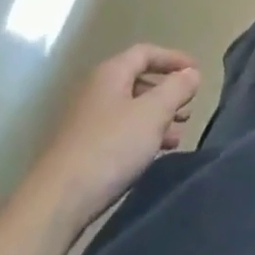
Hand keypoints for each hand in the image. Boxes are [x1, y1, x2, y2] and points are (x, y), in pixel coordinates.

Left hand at [33, 44, 201, 231]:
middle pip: (138, 81)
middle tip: (188, 110)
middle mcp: (95, 90)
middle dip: (167, 93)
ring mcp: (85, 120)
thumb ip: (176, 89)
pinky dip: (140, 137)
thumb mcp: (152, 114)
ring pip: (129, 109)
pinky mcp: (81, 149)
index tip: (197, 73)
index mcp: (110, 73)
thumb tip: (191, 73)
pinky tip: (152, 155)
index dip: (174, 59)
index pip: (146, 52)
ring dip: (156, 119)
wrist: (57, 202)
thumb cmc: (110, 147)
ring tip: (176, 137)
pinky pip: (119, 132)